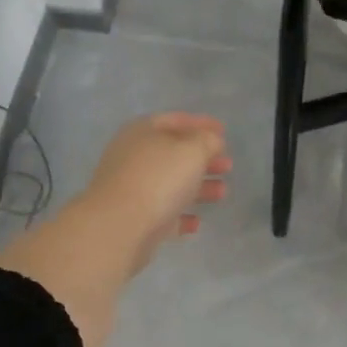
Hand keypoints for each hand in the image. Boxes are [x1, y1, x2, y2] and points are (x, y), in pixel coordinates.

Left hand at [80, 112, 231, 272]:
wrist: (119, 227)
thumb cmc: (158, 179)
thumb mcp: (192, 151)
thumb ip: (207, 141)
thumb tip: (211, 141)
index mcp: (143, 132)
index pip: (175, 120)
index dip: (201, 123)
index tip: (224, 131)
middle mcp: (133, 157)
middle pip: (173, 154)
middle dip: (203, 159)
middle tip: (228, 165)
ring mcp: (131, 189)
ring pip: (170, 184)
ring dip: (198, 187)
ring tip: (222, 192)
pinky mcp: (133, 219)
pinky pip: (162, 213)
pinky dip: (180, 215)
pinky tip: (196, 222)